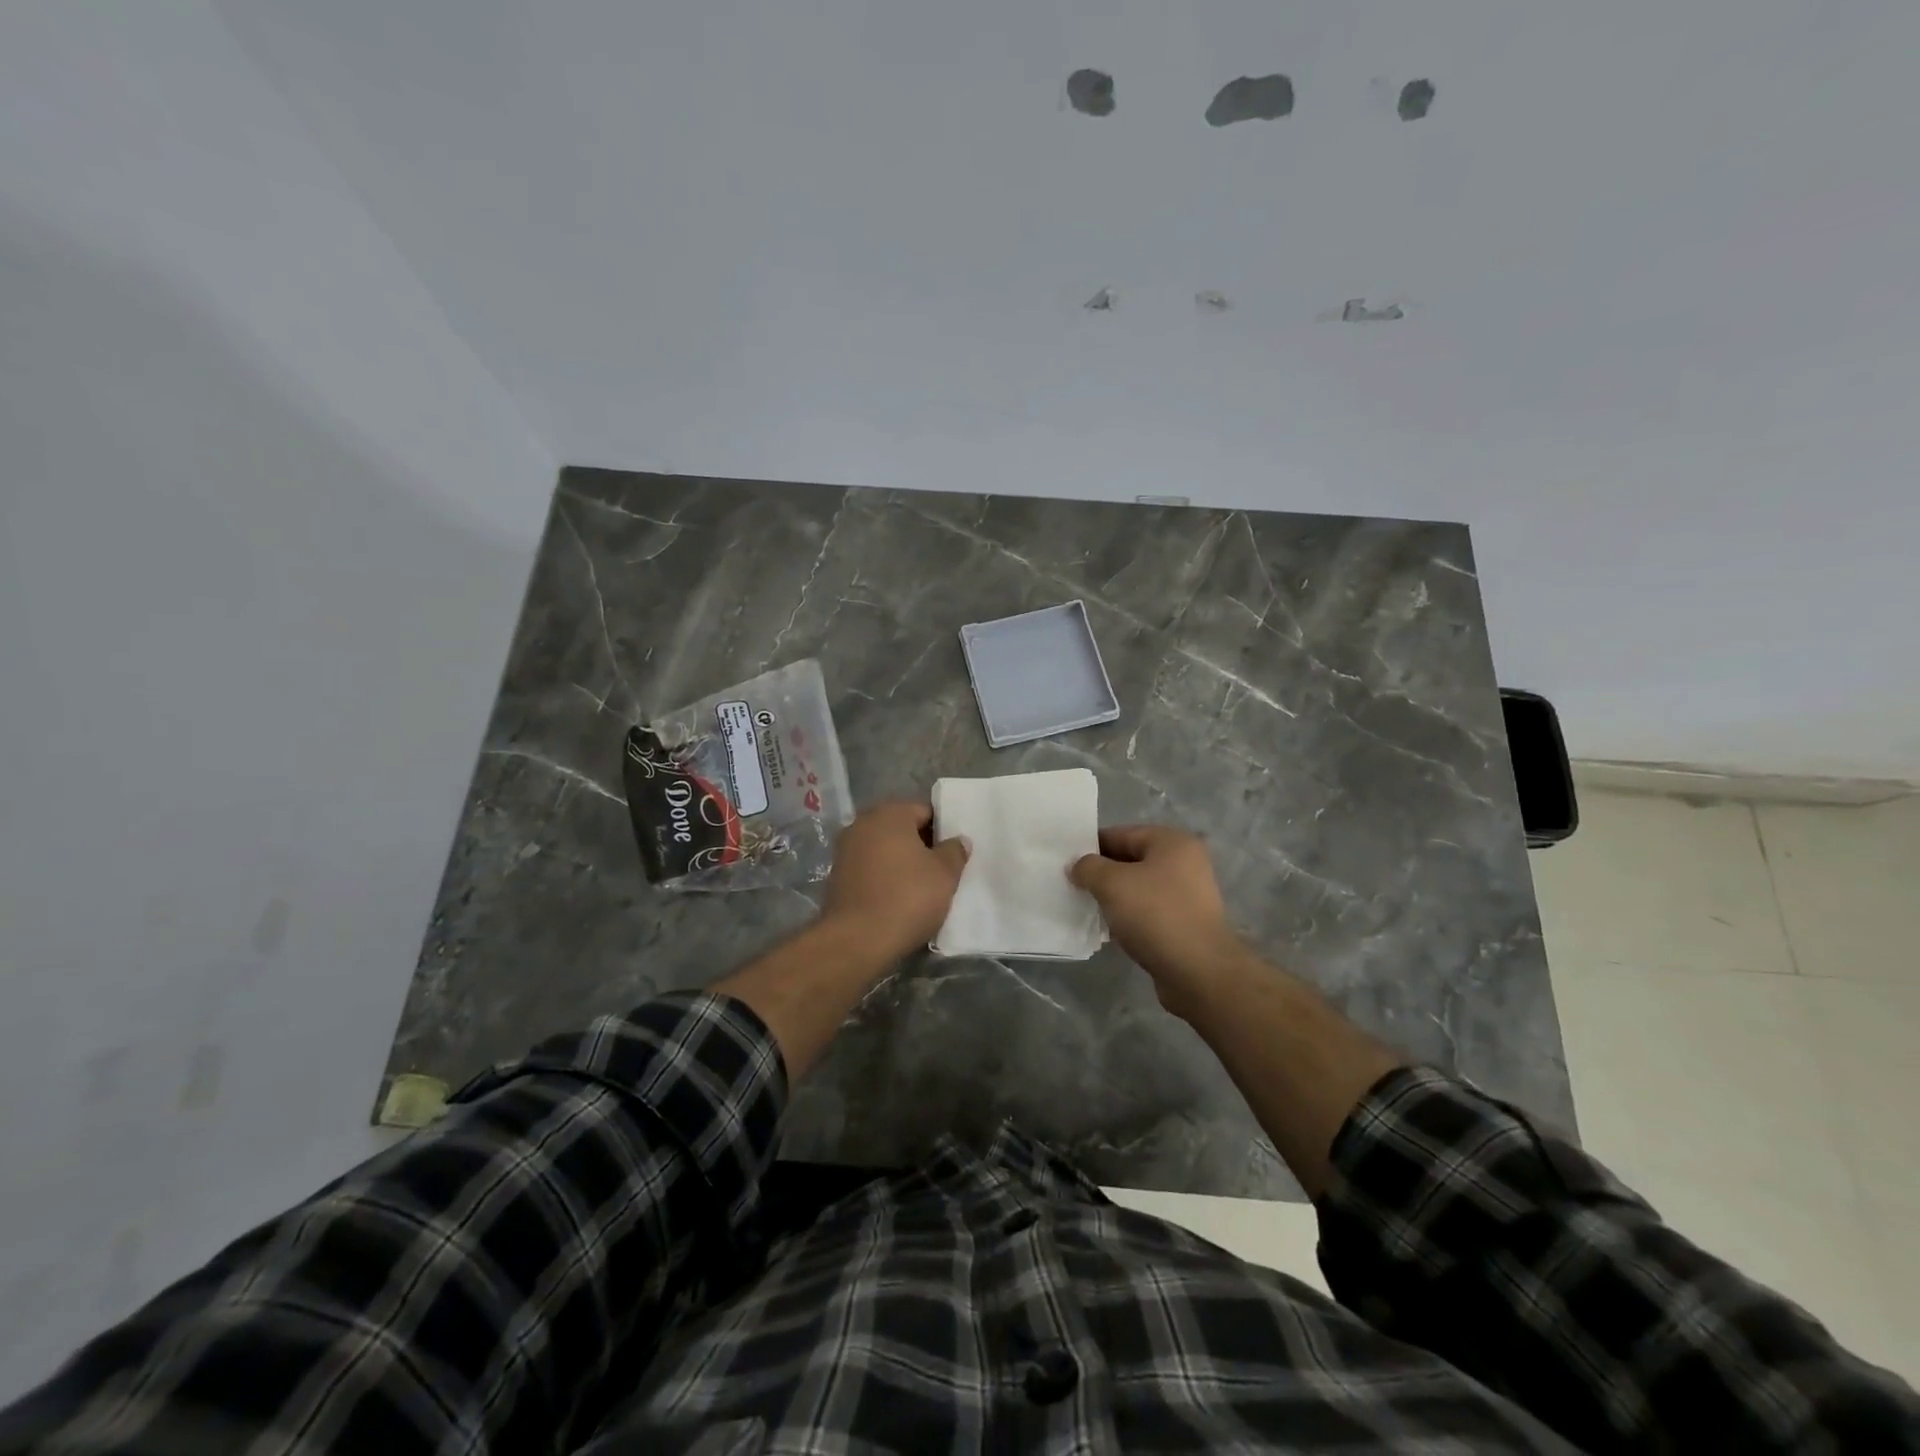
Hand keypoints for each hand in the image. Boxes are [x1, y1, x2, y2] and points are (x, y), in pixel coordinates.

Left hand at [822, 801, 969, 959]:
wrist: (857, 940)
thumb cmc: (907, 898)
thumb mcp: (945, 874)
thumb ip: (954, 851)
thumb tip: (958, 840)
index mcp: (890, 814)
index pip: (925, 810)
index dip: (943, 829)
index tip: (953, 852)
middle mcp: (862, 823)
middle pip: (901, 828)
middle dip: (921, 845)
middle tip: (941, 869)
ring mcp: (845, 849)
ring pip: (883, 848)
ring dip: (901, 861)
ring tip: (920, 886)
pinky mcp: (836, 875)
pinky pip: (869, 868)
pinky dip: (883, 876)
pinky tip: (897, 897)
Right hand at [1069, 825, 1247, 1017]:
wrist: (1199, 972)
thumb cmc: (1156, 916)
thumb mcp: (1112, 884)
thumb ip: (1088, 868)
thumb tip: (1076, 866)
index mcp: (1172, 842)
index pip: (1121, 834)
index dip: (1091, 846)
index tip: (1065, 862)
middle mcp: (1184, 863)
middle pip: (1130, 860)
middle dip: (1101, 873)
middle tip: (1071, 886)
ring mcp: (1187, 895)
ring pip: (1138, 888)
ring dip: (1113, 897)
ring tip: (1086, 908)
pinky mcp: (1185, 923)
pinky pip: (1148, 911)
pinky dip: (1128, 917)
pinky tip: (1108, 929)